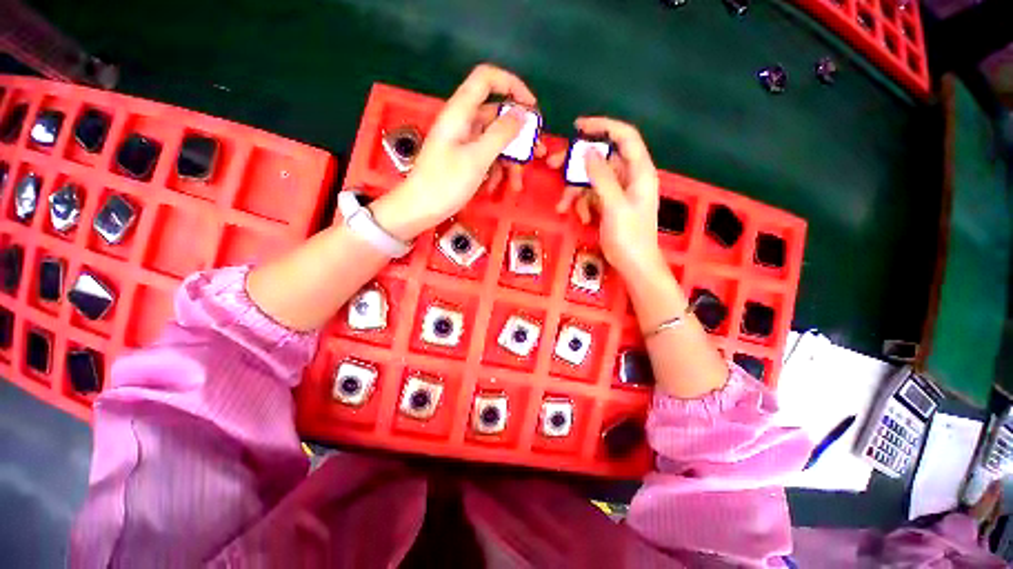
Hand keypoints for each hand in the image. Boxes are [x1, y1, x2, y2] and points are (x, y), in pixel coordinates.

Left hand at [372, 64, 541, 240]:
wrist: (420, 209)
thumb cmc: (445, 183)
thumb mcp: (476, 159)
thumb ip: (501, 134)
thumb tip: (522, 114)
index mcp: (461, 113)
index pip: (487, 79)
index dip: (512, 85)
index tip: (531, 108)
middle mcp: (463, 123)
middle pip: (497, 117)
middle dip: (518, 137)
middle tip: (537, 154)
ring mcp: (463, 143)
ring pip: (495, 142)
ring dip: (509, 162)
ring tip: (516, 184)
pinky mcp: (463, 160)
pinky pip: (486, 158)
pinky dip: (494, 172)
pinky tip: (494, 189)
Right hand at [547, 117, 664, 277]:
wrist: (634, 265)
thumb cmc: (629, 236)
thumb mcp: (614, 205)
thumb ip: (602, 177)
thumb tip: (588, 150)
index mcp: (639, 172)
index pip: (624, 137)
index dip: (603, 126)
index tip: (578, 126)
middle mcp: (629, 178)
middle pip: (601, 159)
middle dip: (576, 165)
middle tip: (552, 165)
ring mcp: (618, 192)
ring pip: (592, 180)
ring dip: (575, 192)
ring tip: (563, 208)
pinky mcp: (609, 205)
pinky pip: (591, 196)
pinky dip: (583, 205)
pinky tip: (581, 218)